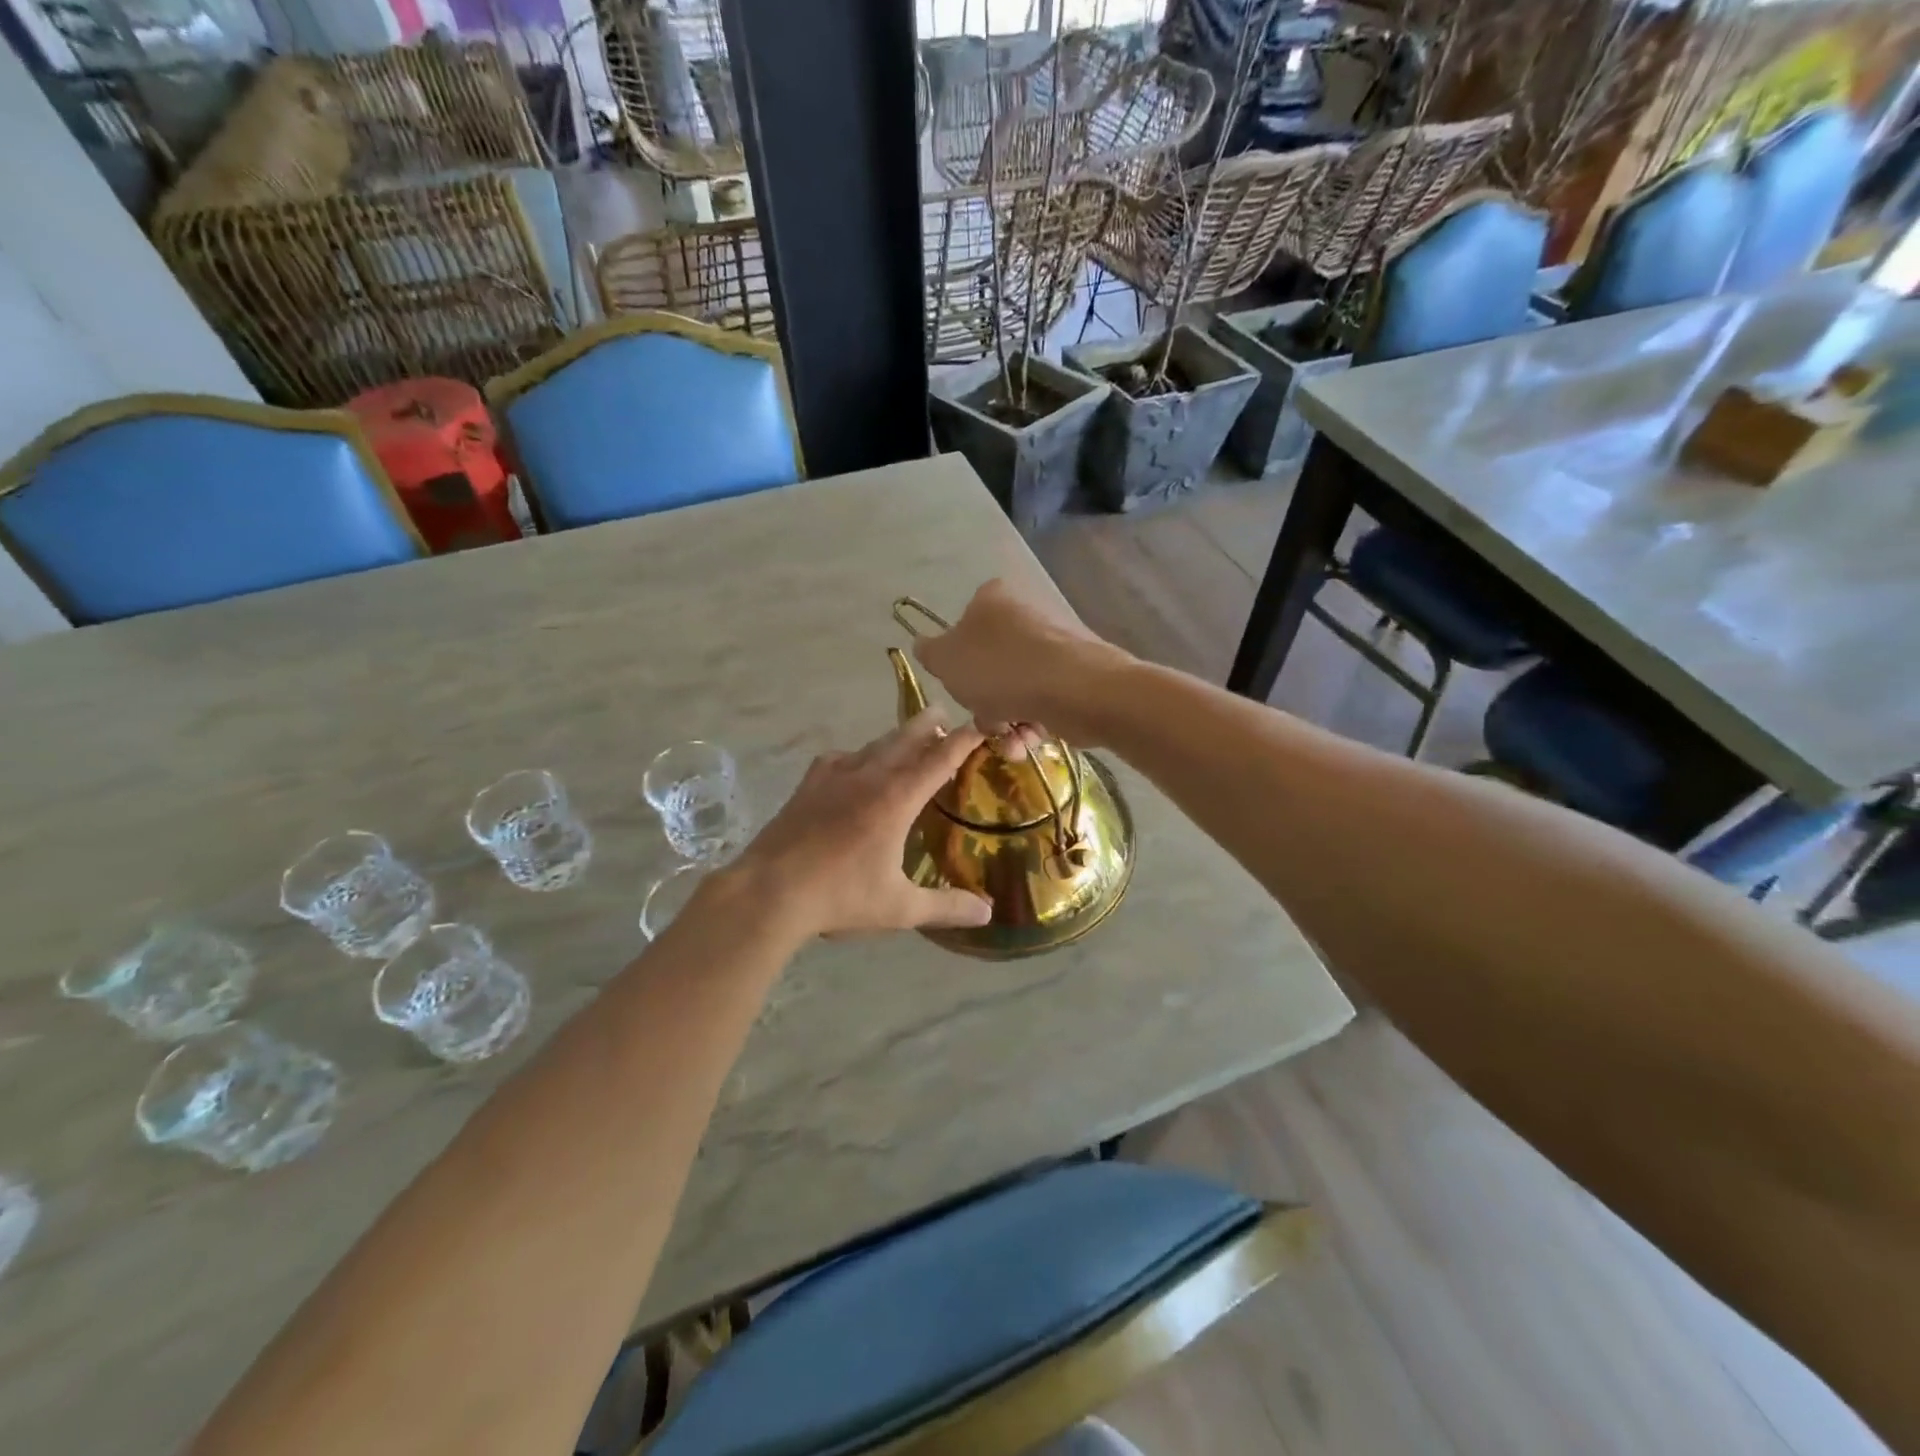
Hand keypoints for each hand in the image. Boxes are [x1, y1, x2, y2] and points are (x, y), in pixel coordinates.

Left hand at [724, 710, 993, 939]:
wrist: (769, 891)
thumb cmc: (840, 896)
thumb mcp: (900, 908)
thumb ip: (946, 906)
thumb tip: (988, 913)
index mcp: (896, 799)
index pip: (940, 759)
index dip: (965, 739)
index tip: (983, 724)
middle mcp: (868, 777)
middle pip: (905, 738)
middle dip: (929, 724)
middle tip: (944, 713)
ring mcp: (833, 776)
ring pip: (874, 745)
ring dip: (896, 738)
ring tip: (908, 739)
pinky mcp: (808, 785)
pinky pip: (840, 758)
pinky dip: (858, 755)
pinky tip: (855, 766)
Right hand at [911, 579, 1128, 746]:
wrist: (1076, 689)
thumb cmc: (1000, 669)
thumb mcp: (946, 660)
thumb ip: (930, 653)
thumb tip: (924, 645)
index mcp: (991, 599)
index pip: (962, 629)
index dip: (957, 665)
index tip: (960, 688)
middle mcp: (1024, 614)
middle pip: (990, 666)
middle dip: (985, 704)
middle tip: (986, 721)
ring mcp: (1054, 644)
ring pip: (1015, 689)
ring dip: (1007, 722)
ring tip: (1012, 741)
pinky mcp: (1076, 673)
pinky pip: (1043, 700)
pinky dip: (1033, 722)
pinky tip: (1032, 740)